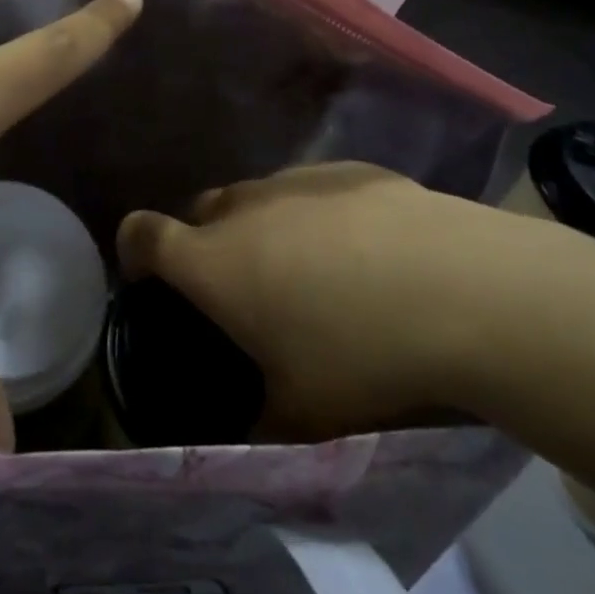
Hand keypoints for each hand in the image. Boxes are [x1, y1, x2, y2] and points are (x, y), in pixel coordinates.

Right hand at [116, 163, 592, 438]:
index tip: (151, 279)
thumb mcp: (302, 411)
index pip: (142, 234)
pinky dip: (314, 214)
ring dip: (263, 228)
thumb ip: (259, 417)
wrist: (459, 287)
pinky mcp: (346, 168)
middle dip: (206, 244)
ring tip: (311, 273)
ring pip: (256, 198)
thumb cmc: (360, 353)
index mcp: (214, 261)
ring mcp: (296, 179)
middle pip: (201, 211)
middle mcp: (244, 208)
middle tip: (244, 290)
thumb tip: (252, 425)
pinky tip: (363, 249)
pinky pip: (309, 189)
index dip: (135, 251)